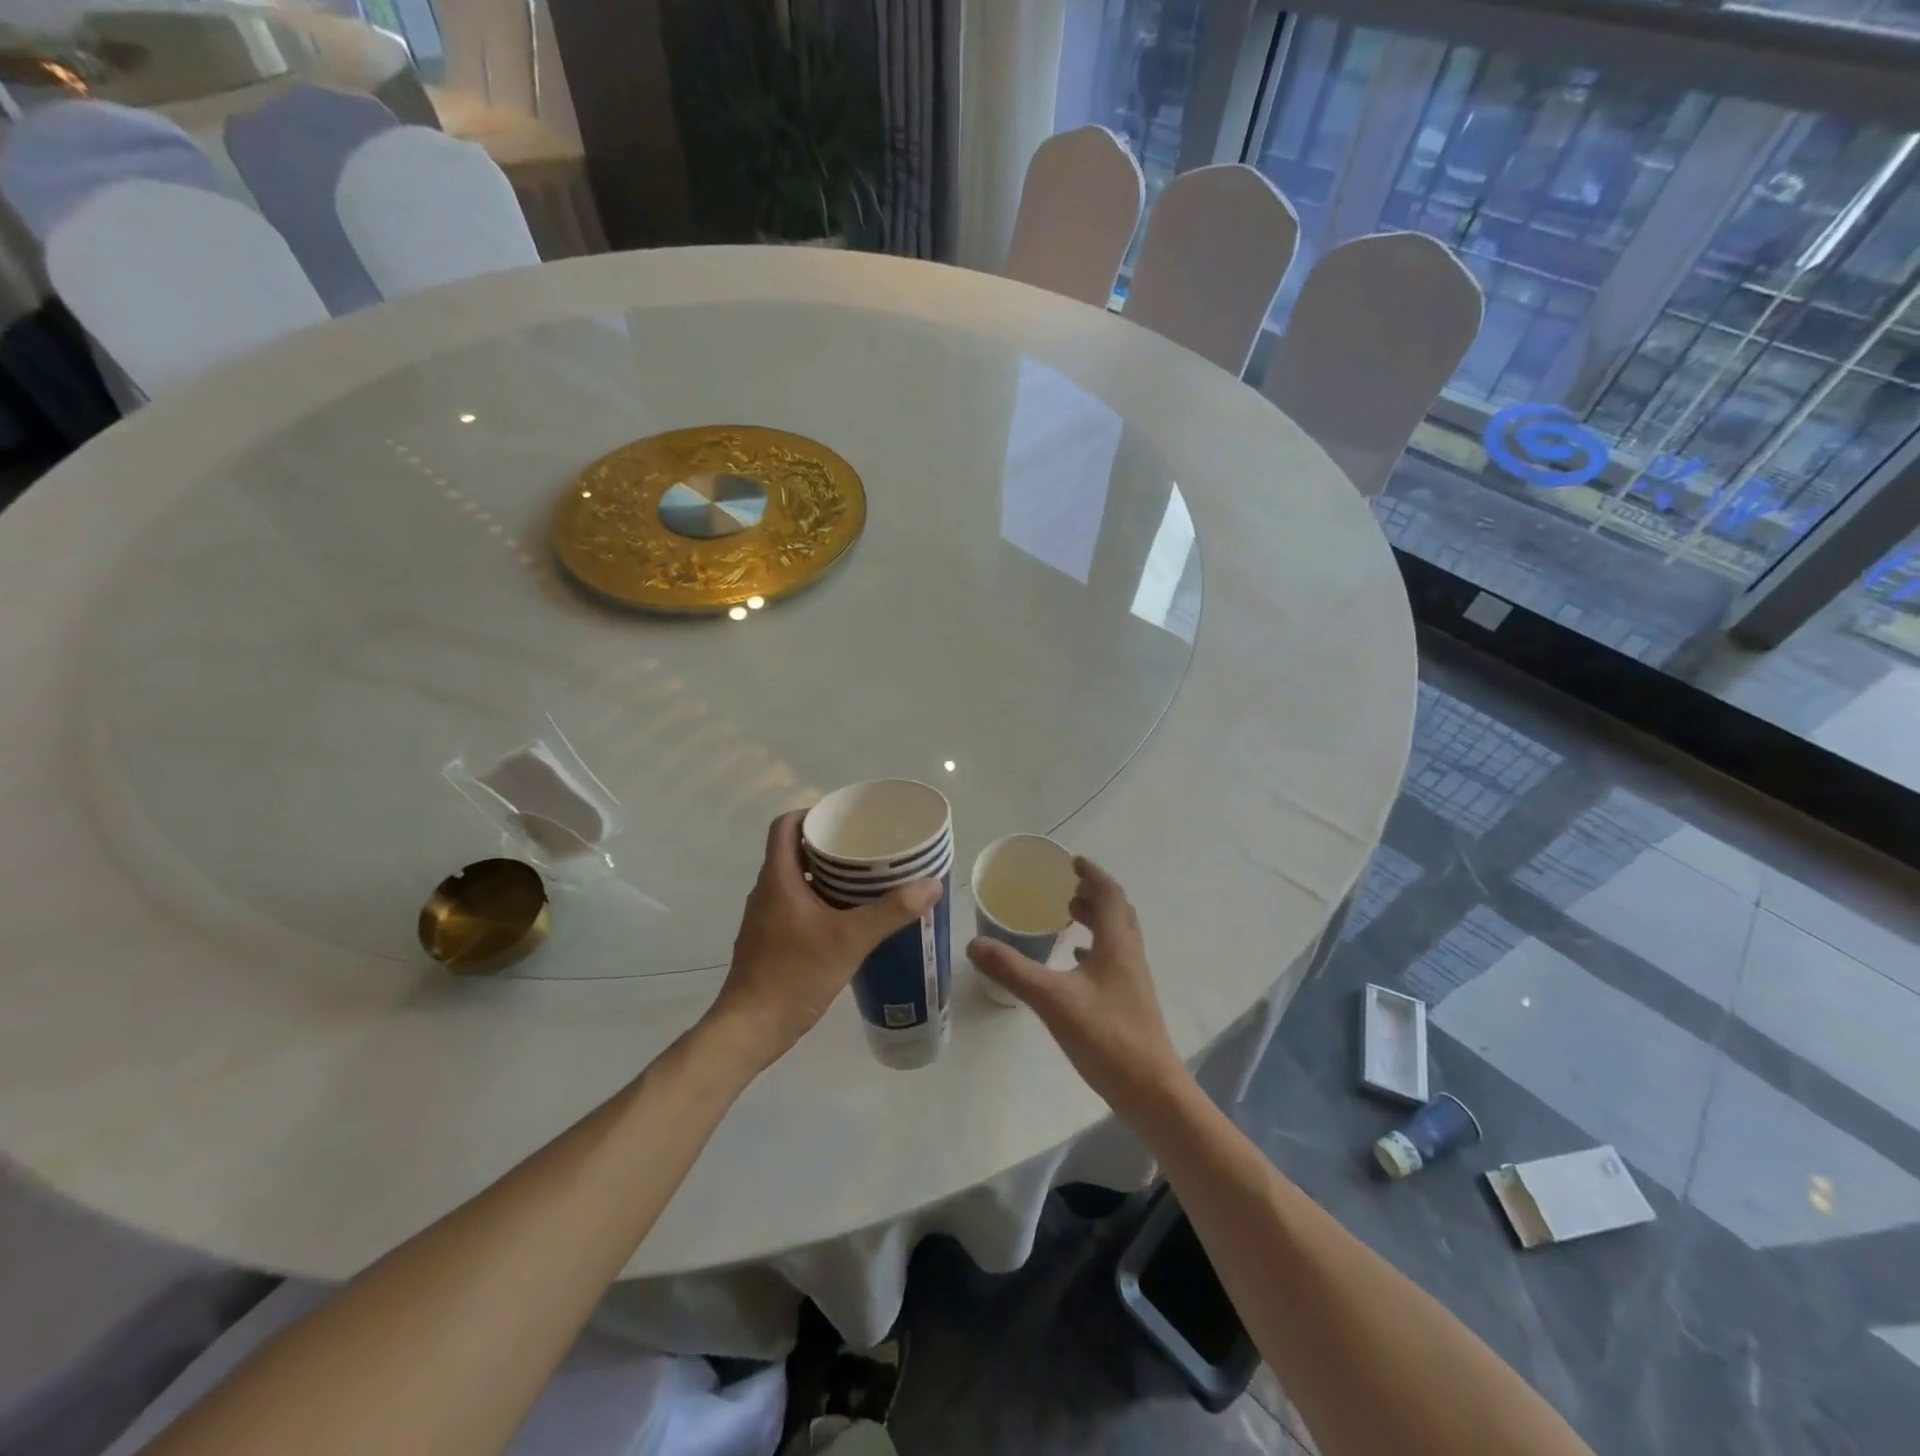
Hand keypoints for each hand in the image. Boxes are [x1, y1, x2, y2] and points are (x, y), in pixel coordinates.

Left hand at [704, 811, 941, 1072]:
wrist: (750, 1029)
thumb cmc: (794, 974)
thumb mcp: (850, 940)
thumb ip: (891, 911)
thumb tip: (932, 884)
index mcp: (778, 878)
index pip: (785, 825)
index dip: (812, 813)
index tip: (845, 819)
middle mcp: (767, 891)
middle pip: (794, 850)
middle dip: (830, 846)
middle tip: (868, 848)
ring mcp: (766, 918)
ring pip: (797, 880)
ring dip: (827, 875)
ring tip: (866, 880)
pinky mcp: (770, 941)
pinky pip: (797, 905)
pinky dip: (821, 902)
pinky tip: (850, 919)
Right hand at [968, 858, 1185, 1120]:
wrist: (1151, 1092)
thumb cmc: (1106, 1037)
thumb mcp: (1052, 999)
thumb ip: (1012, 970)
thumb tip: (974, 944)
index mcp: (1117, 943)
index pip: (1109, 894)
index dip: (1092, 874)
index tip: (1072, 861)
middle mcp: (1129, 955)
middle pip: (1117, 912)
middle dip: (1093, 894)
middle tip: (1066, 888)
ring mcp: (1133, 980)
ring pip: (1116, 936)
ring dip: (1095, 920)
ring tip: (1067, 917)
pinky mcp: (1129, 1003)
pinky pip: (1112, 961)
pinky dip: (1094, 950)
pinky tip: (1075, 964)